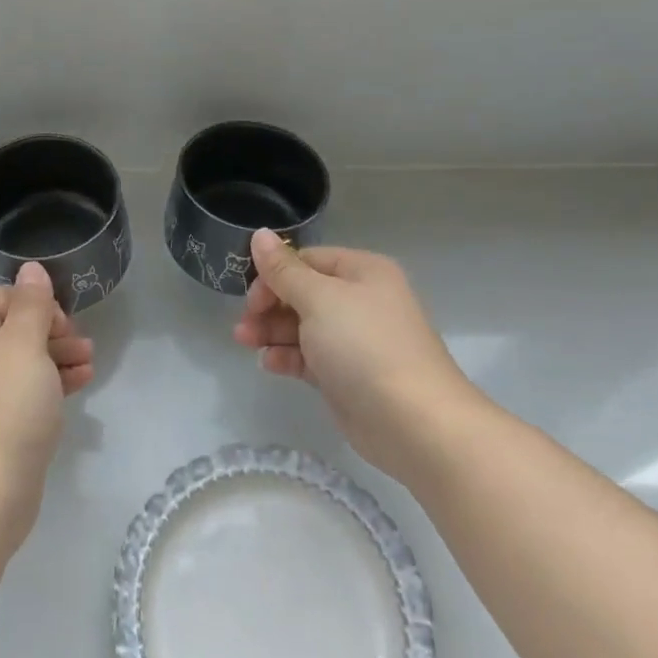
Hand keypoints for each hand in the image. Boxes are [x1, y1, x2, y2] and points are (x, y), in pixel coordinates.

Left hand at [0, 261, 93, 554]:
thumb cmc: (5, 410)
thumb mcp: (24, 346)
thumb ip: (31, 304)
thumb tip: (31, 267)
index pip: (3, 298)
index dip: (38, 304)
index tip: (66, 324)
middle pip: (13, 329)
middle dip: (53, 332)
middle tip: (83, 346)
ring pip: (23, 362)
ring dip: (58, 357)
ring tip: (89, 365)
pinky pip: (24, 392)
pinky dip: (51, 384)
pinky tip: (78, 386)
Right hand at [235, 230, 481, 482]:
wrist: (414, 422)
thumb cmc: (365, 346)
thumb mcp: (319, 299)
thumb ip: (284, 270)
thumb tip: (259, 234)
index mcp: (362, 272)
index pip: (307, 260)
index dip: (274, 274)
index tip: (250, 296)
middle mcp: (361, 301)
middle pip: (303, 293)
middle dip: (269, 305)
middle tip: (244, 324)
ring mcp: (356, 340)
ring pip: (303, 326)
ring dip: (272, 331)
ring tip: (245, 342)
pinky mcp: (348, 376)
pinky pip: (310, 356)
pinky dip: (288, 356)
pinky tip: (268, 363)